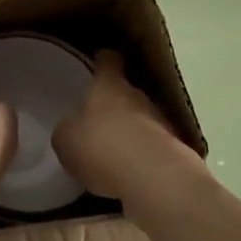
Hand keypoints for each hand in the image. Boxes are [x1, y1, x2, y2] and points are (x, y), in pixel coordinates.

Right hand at [52, 51, 206, 205]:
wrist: (155, 180)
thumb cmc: (102, 148)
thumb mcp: (66, 140)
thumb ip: (68, 130)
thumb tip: (74, 130)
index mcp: (109, 85)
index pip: (109, 60)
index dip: (102, 61)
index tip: (96, 63)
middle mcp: (138, 95)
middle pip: (126, 91)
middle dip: (113, 104)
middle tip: (96, 120)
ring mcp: (161, 122)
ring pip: (141, 119)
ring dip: (129, 132)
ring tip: (112, 152)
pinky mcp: (175, 150)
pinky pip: (151, 147)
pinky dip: (141, 156)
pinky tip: (128, 174)